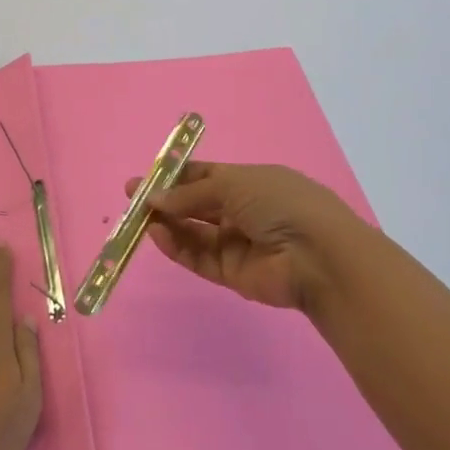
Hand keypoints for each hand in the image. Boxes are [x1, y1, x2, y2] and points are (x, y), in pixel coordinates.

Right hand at [129, 161, 378, 313]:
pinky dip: (177, 246)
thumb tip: (155, 198)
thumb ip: (191, 193)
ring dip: (168, 223)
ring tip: (140, 217)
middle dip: (166, 200)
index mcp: (251, 183)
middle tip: (133, 198)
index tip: (146, 177)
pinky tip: (157, 235)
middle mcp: (244, 211)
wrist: (317, 256)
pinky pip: (199, 257)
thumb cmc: (279, 203)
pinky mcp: (232, 274)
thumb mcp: (233, 184)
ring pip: (194, 232)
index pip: (207, 176)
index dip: (176, 176)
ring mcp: (238, 243)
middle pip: (197, 205)